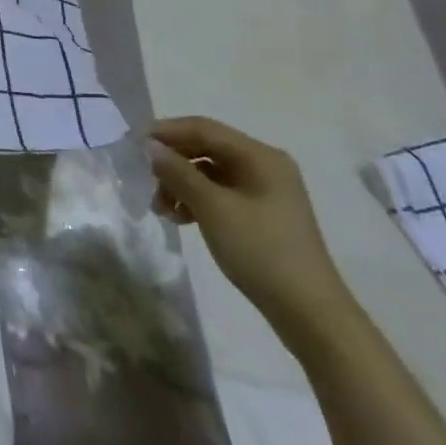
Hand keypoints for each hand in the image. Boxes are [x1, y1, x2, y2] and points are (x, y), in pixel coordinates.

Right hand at [149, 116, 355, 341]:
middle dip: (173, 162)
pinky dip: (197, 199)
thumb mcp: (212, 208)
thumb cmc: (261, 252)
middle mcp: (265, 166)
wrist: (311, 315)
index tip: (134, 145)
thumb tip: (149, 146)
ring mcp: (266, 191)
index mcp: (259, 156)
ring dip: (181, 183)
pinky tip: (181, 218)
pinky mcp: (263, 215)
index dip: (166, 132)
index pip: (203, 128)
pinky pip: (221, 193)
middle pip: (206, 148)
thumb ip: (178, 172)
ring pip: (210, 172)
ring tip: (161, 208)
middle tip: (146, 180)